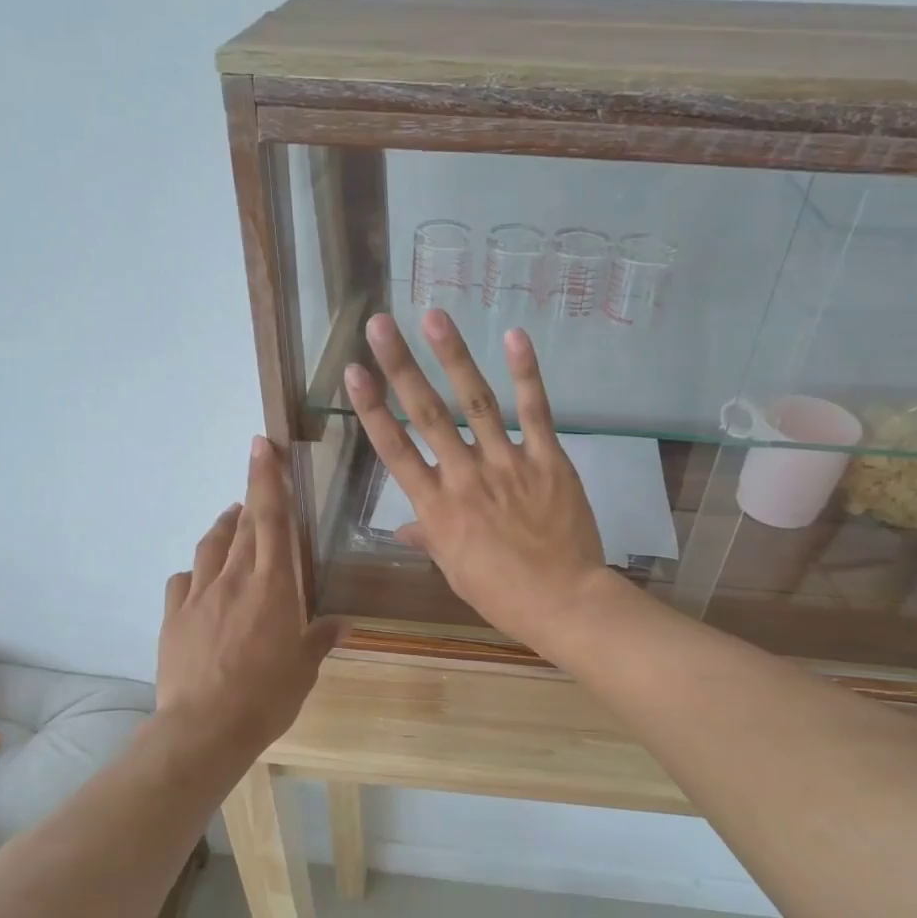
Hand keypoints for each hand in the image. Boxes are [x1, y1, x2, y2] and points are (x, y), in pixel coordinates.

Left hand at [156, 437, 343, 753]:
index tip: (261, 444)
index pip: (271, 519)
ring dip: (223, 527)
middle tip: (257, 487)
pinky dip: (196, 571)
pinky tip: (201, 579)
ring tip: (232, 521)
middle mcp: (234, 579)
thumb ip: (320, 638)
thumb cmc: (267, 696)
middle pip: (242, 526)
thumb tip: (343, 624)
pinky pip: (183, 581)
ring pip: (210, 546)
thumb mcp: (304, 668)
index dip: (267, 479)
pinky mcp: (174, 616)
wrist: (205, 728)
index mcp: (272, 585)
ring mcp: (199, 595)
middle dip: (250, 498)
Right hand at [344, 311, 613, 648]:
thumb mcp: (456, 570)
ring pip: (476, 403)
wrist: (563, 601)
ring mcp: (508, 465)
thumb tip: (404, 529)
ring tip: (434, 316)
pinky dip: (526, 374)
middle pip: (427, 415)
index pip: (395, 450)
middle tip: (380, 324)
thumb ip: (430, 539)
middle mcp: (465, 477)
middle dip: (401, 367)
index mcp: (437, 508)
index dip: (373, 409)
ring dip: (453, 357)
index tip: (353, 372)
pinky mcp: (548, 460)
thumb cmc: (502, 593)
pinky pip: (535, 413)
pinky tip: (514, 337)